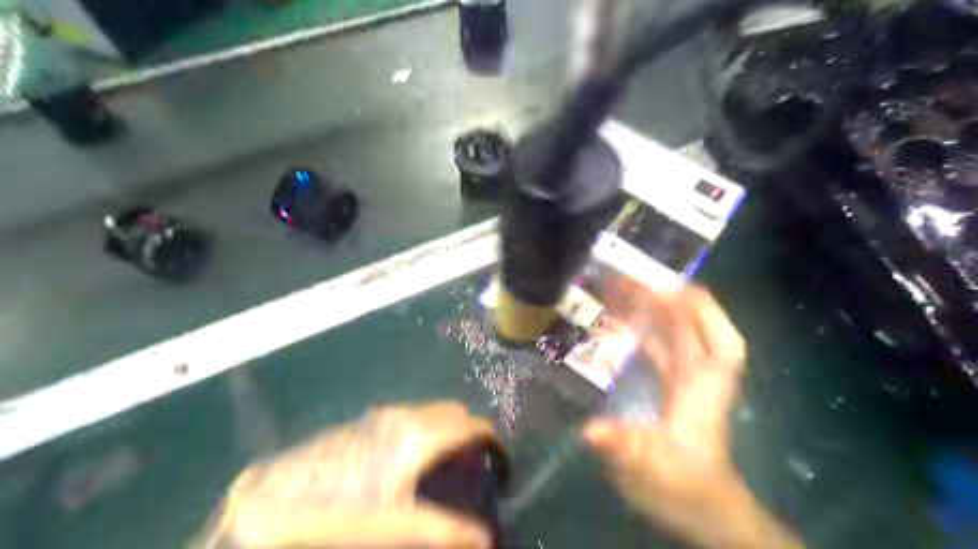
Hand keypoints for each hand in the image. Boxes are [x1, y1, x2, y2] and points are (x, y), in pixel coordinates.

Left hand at [204, 400, 497, 548]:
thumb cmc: (341, 513)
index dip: (494, 446)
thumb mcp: (397, 525)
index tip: (499, 471)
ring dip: (447, 433)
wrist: (273, 502)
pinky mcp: (365, 420)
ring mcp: (383, 414)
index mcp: (420, 435)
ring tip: (443, 470)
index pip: (474, 427)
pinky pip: (410, 418)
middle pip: (456, 414)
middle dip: (470, 438)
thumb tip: (486, 538)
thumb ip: (445, 530)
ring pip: (431, 413)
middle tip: (471, 472)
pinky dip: (424, 432)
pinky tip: (407, 464)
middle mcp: (406, 415)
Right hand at [580, 280, 802, 546]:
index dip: (701, 306)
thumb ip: (624, 448)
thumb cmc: (683, 488)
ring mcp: (687, 382)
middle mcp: (700, 377)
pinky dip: (645, 334)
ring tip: (618, 291)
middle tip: (624, 277)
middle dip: (663, 299)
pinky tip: (621, 326)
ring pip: (675, 336)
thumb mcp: (651, 470)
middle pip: (691, 326)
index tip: (666, 282)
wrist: (699, 512)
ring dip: (652, 312)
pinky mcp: (673, 391)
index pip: (720, 337)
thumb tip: (590, 430)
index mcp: (705, 387)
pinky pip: (661, 351)